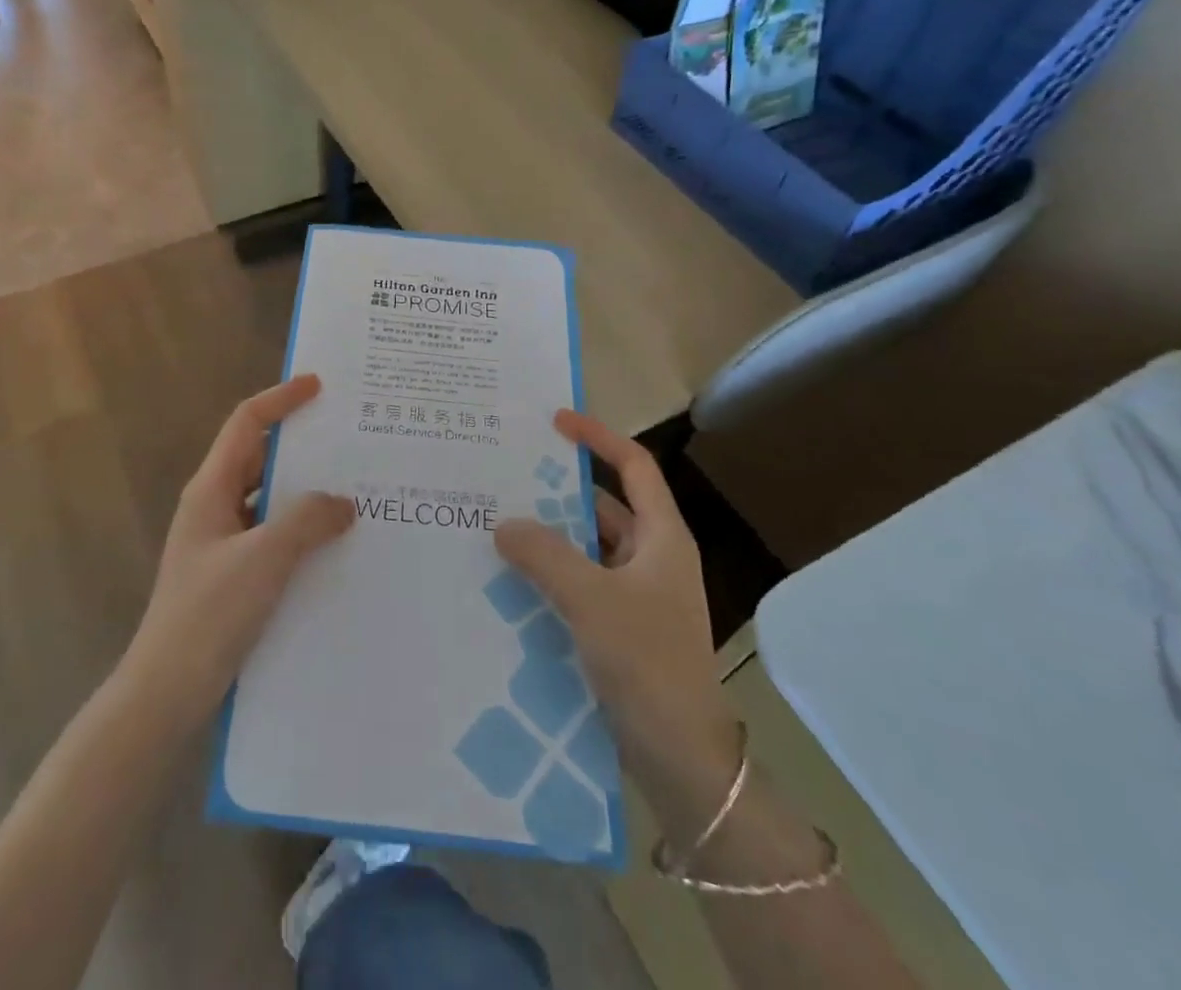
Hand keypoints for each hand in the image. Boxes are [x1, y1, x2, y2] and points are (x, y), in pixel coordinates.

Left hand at [123, 375, 354, 728]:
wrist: (166, 691)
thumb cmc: (208, 615)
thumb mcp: (263, 559)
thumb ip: (306, 521)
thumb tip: (343, 501)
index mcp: (211, 489)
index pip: (247, 423)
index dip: (281, 398)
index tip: (319, 386)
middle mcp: (214, 506)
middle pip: (259, 456)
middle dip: (301, 443)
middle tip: (350, 438)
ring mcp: (222, 541)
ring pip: (268, 497)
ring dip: (304, 489)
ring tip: (353, 487)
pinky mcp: (233, 573)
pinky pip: (272, 533)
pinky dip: (300, 527)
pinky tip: (334, 542)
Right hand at [494, 411, 741, 833]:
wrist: (682, 758)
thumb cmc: (647, 662)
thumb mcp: (591, 599)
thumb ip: (544, 554)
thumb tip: (504, 523)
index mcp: (662, 538)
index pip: (635, 466)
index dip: (598, 437)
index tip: (555, 421)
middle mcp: (653, 558)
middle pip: (606, 505)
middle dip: (560, 489)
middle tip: (509, 475)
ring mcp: (638, 595)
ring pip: (589, 547)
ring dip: (551, 535)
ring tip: (499, 521)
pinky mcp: (622, 627)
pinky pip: (582, 582)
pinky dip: (552, 573)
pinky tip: (512, 578)